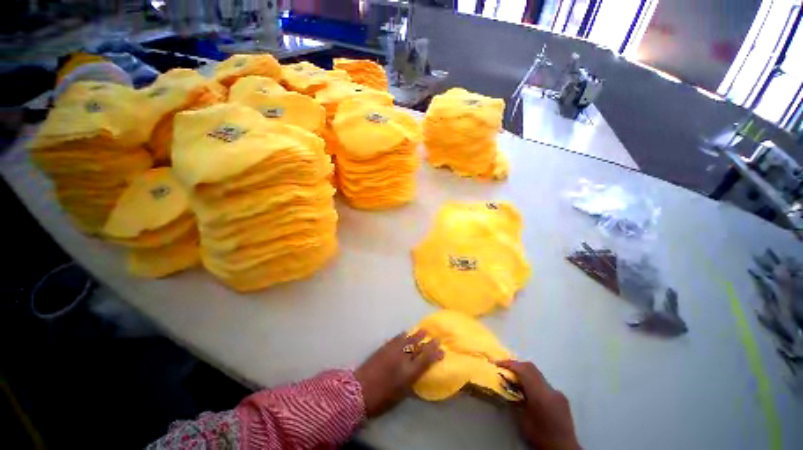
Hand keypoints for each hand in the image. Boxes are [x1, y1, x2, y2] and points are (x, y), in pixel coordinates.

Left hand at [355, 330, 443, 417]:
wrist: (359, 390)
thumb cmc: (382, 398)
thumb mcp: (401, 394)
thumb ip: (412, 381)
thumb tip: (419, 373)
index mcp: (409, 373)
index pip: (426, 359)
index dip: (435, 353)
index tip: (442, 349)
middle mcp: (403, 358)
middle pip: (418, 347)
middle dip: (428, 342)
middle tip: (436, 337)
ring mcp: (393, 350)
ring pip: (408, 339)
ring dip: (417, 335)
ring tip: (424, 330)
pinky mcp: (384, 347)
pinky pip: (397, 338)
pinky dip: (403, 336)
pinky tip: (406, 333)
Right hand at [497, 360, 580, 449]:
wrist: (564, 449)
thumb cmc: (541, 436)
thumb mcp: (523, 419)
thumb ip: (516, 399)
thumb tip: (507, 386)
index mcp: (540, 394)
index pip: (523, 370)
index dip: (509, 364)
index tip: (497, 364)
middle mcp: (550, 389)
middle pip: (531, 368)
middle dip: (516, 365)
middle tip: (504, 368)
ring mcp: (557, 392)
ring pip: (538, 374)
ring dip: (525, 373)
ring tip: (514, 380)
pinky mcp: (561, 397)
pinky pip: (544, 383)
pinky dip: (533, 382)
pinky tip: (529, 392)